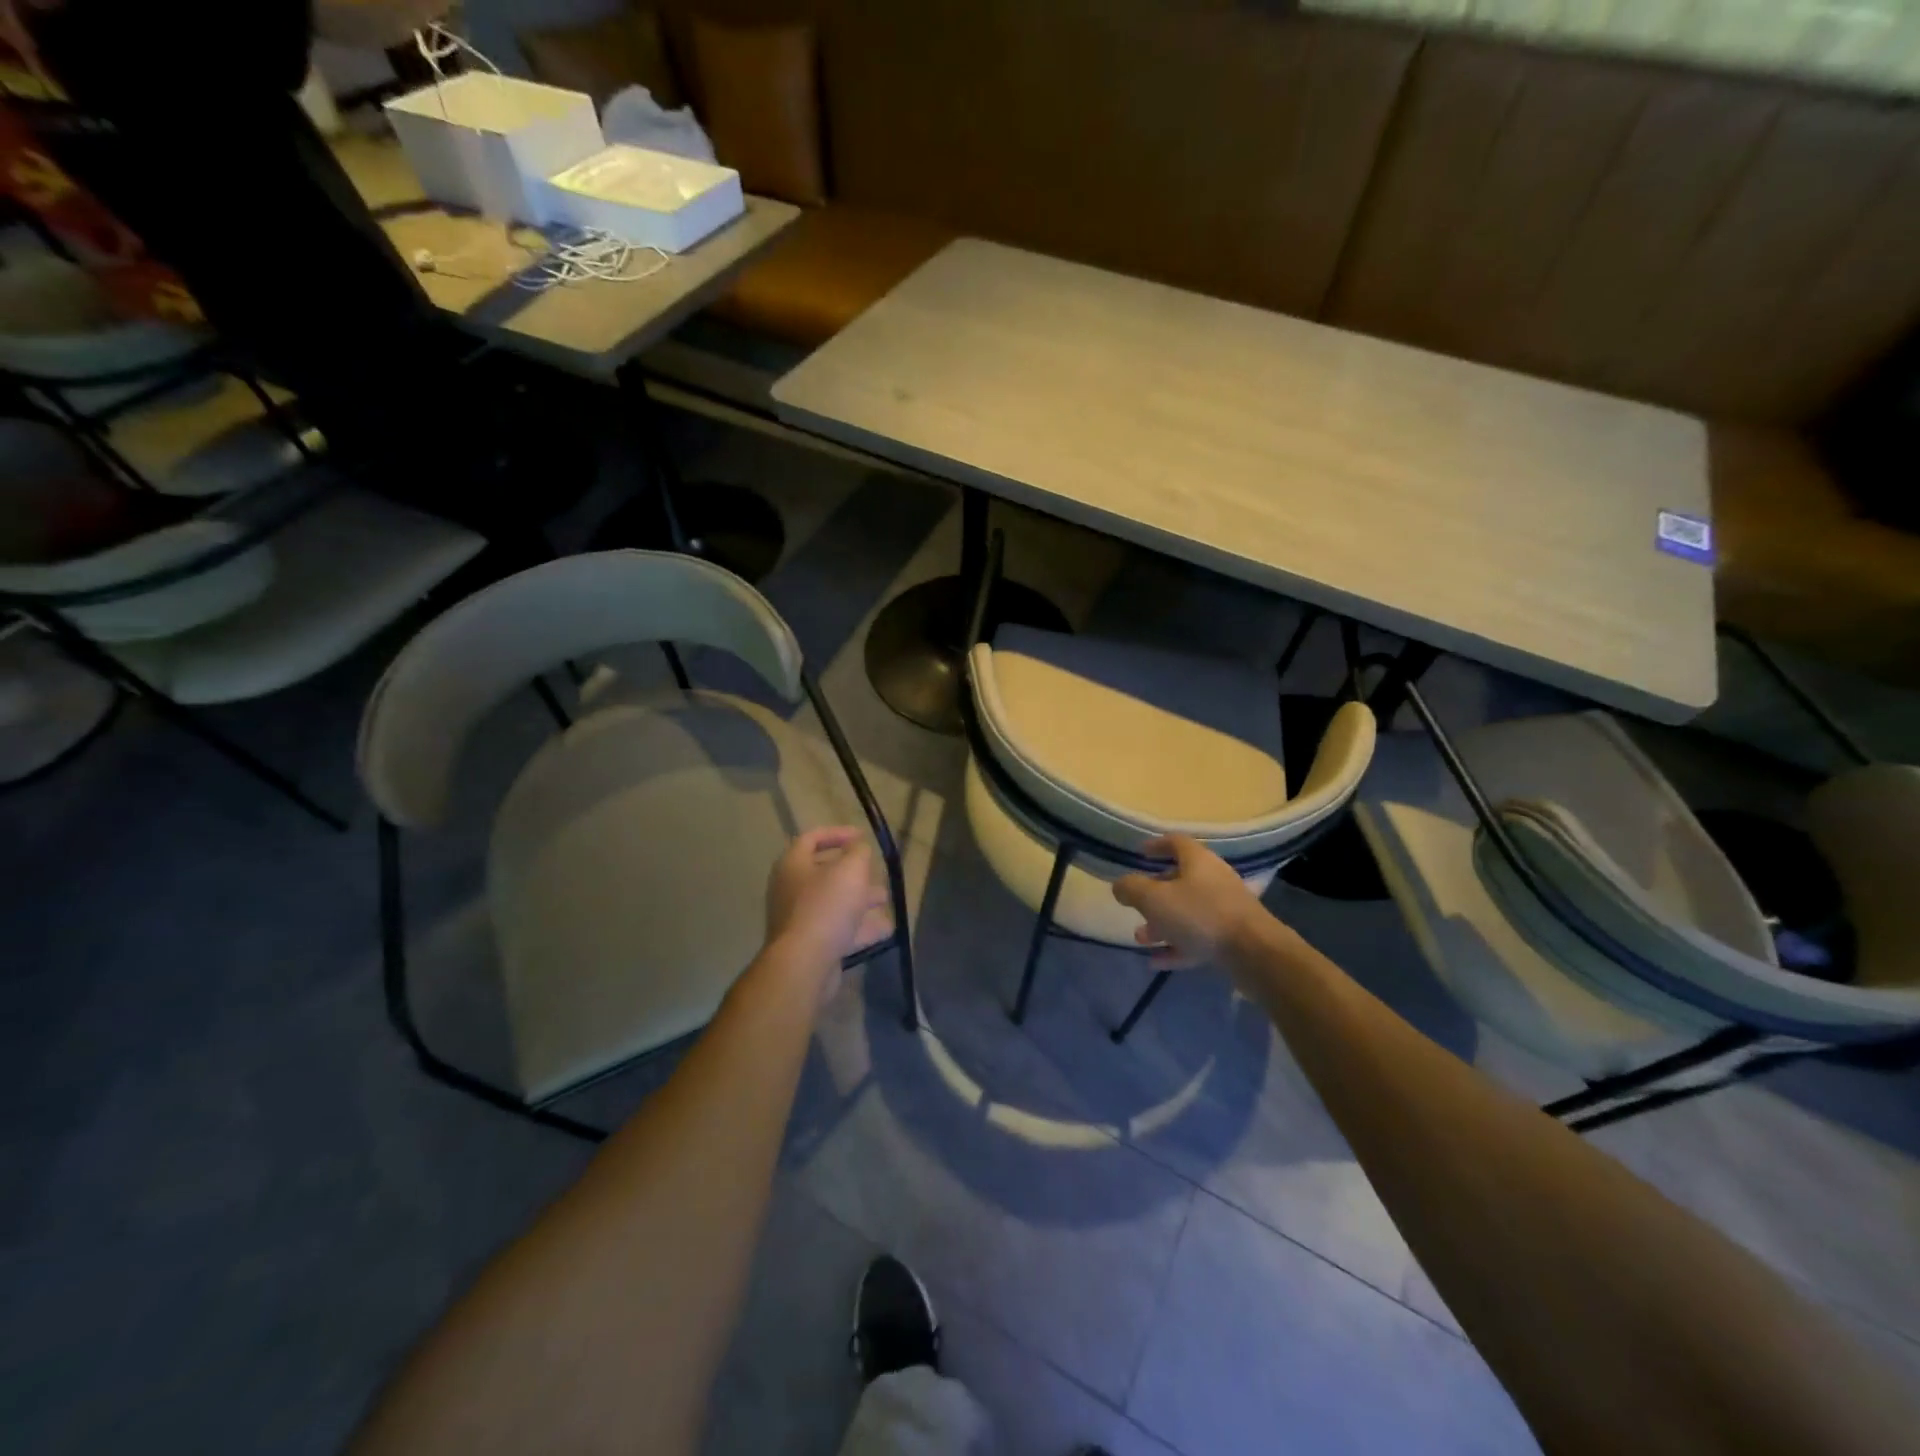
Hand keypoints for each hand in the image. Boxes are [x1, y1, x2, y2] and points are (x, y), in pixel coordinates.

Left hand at [764, 828, 892, 996]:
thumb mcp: (851, 870)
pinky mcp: (810, 945)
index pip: (812, 838)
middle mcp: (790, 889)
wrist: (805, 963)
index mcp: (793, 865)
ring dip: (860, 900)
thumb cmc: (827, 906)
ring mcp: (799, 919)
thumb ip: (859, 853)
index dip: (837, 833)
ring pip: (834, 903)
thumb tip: (859, 849)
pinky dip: (859, 927)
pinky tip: (884, 929)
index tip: (862, 836)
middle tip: (876, 872)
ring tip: (884, 899)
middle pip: (824, 873)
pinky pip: (837, 929)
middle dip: (854, 872)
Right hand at [1112, 834, 1266, 968]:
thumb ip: (1131, 889)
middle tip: (1135, 905)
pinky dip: (1177, 946)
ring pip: (1187, 912)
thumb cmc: (1200, 915)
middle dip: (1154, 894)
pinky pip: (1198, 938)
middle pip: (1180, 880)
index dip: (1156, 845)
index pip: (1176, 842)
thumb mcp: (1154, 899)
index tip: (1139, 854)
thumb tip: (1120, 885)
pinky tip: (1156, 962)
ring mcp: (1225, 909)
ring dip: (1162, 923)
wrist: (1254, 953)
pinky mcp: (1232, 937)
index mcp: (1198, 861)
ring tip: (1141, 938)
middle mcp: (1214, 880)